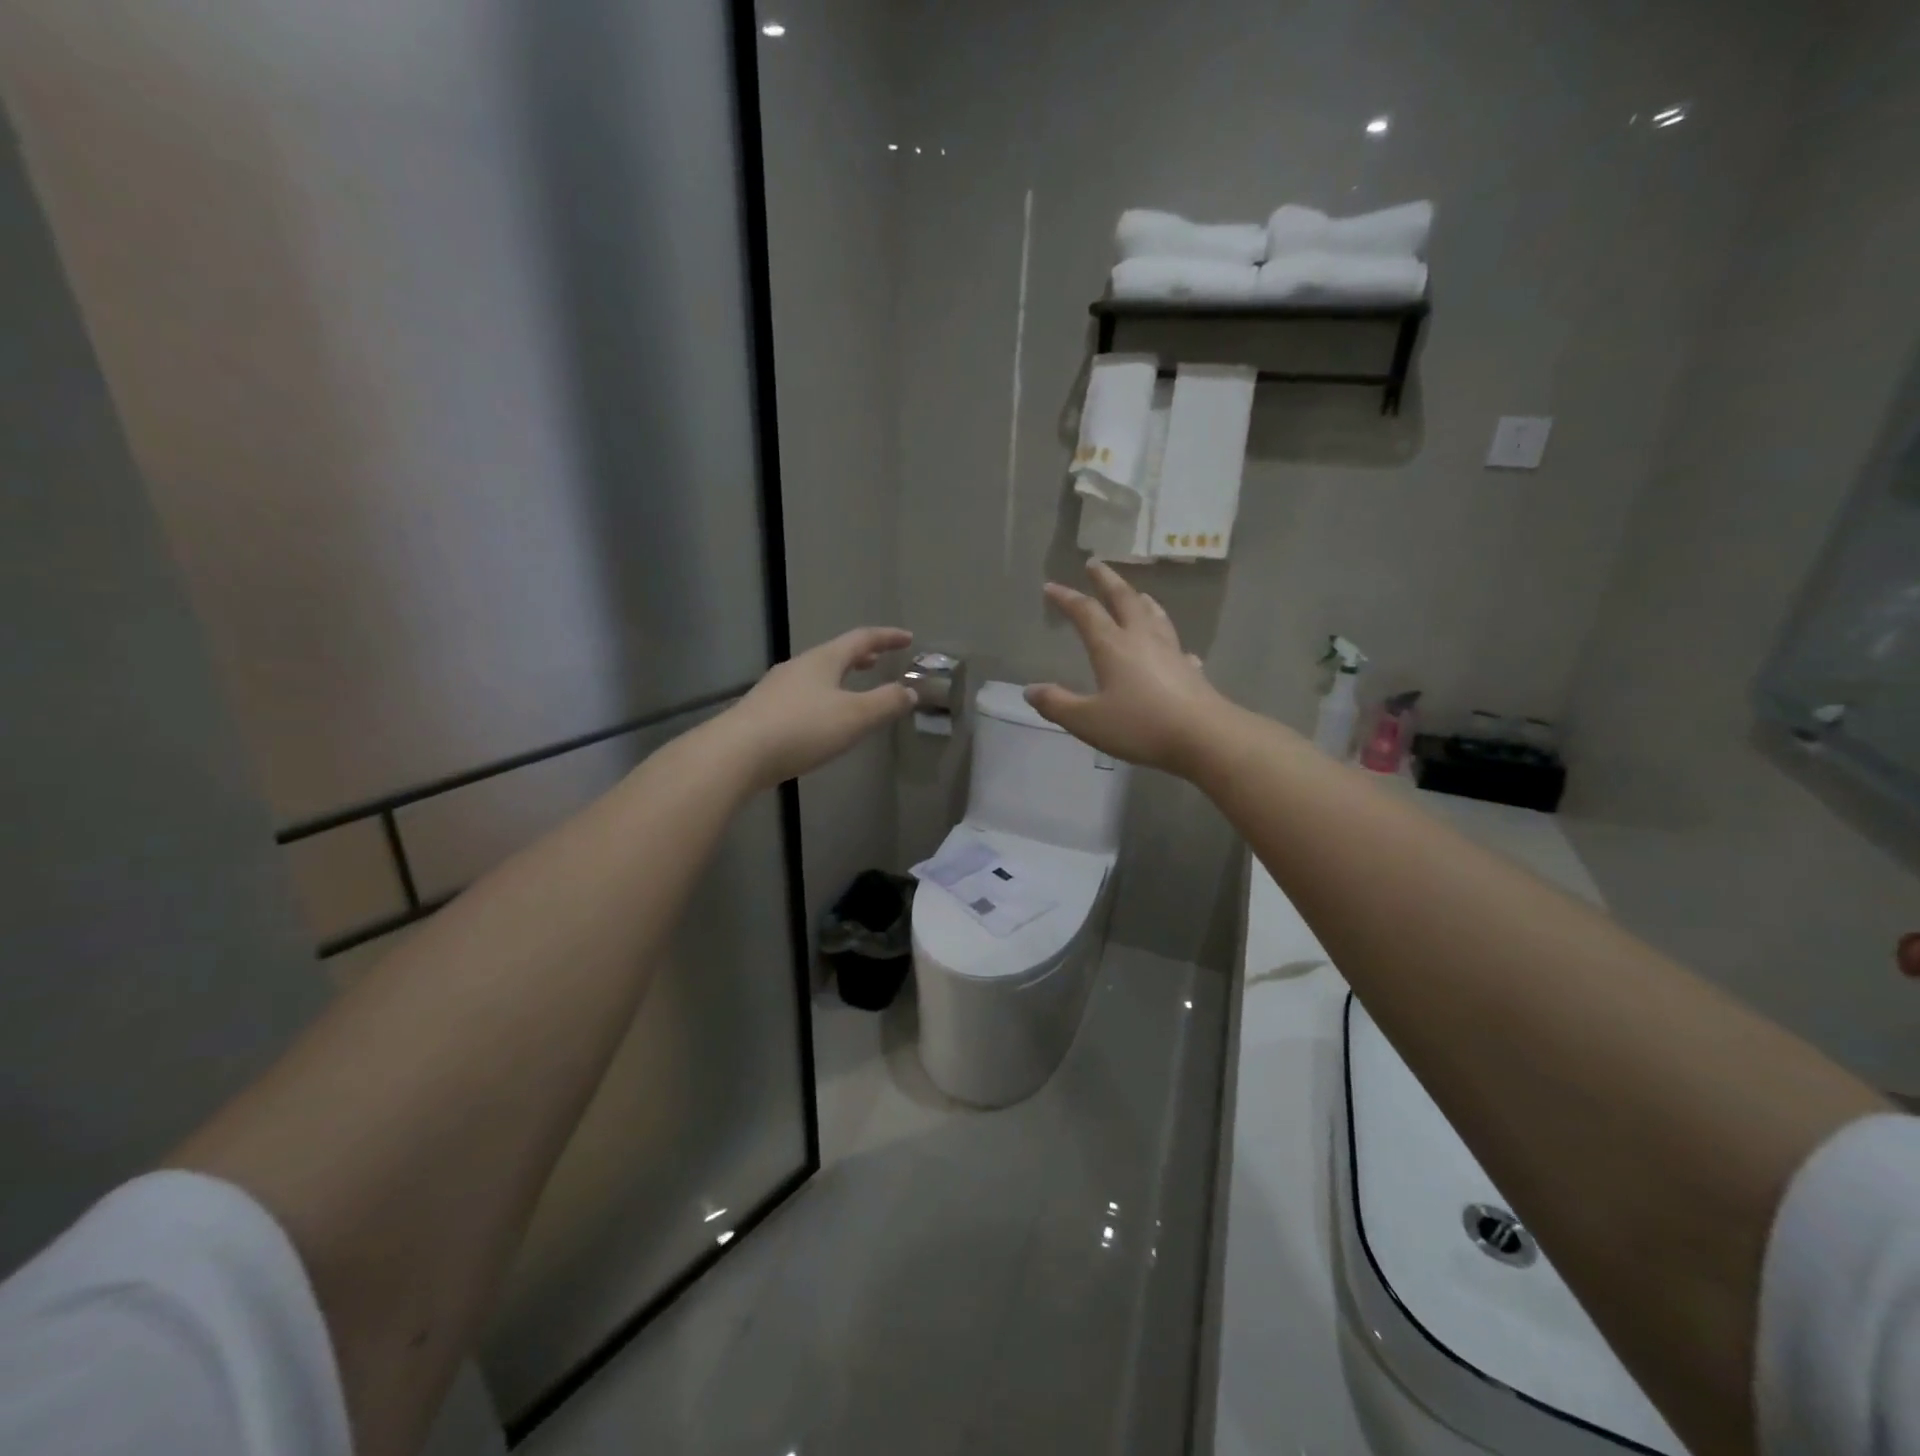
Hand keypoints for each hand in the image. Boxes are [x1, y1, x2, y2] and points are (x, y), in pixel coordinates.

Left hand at [724, 627, 916, 788]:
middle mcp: (799, 667)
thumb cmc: (802, 729)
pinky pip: (802, 695)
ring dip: (839, 676)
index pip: (861, 639)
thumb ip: (886, 703)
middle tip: (878, 659)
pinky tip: (821, 718)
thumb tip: (910, 691)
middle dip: (860, 656)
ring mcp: (777, 688)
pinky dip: (822, 696)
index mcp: (823, 660)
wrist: (736, 754)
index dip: (887, 637)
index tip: (907, 638)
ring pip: (816, 674)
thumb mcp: (854, 717)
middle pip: (835, 654)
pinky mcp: (763, 712)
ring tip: (852, 687)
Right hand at [1026, 563, 1230, 775]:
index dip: (1067, 598)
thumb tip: (1030, 690)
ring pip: (1154, 615)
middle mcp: (1141, 638)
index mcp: (1112, 646)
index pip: (1086, 612)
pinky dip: (1167, 638)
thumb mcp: (1088, 720)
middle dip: (1107, 580)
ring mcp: (1170, 651)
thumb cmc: (1140, 726)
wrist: (1203, 737)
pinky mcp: (1190, 669)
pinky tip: (1173, 648)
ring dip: (1140, 600)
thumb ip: (1057, 704)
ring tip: (1137, 594)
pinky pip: (1176, 645)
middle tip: (1096, 564)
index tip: (1051, 586)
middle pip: (1124, 599)